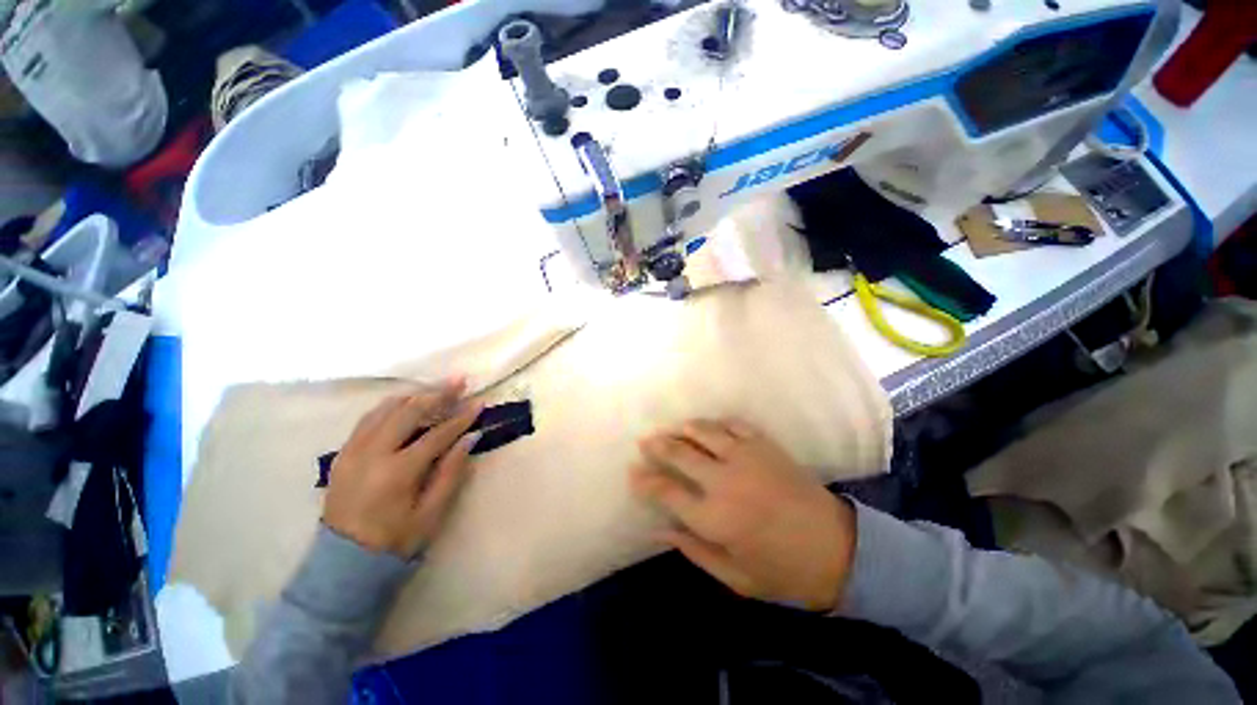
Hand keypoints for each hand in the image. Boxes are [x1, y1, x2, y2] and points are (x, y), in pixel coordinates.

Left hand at [323, 379, 482, 557]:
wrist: (342, 564)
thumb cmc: (395, 541)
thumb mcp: (431, 513)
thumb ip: (451, 472)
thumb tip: (470, 438)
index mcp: (397, 472)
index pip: (437, 434)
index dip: (461, 417)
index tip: (479, 403)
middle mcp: (372, 454)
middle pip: (409, 411)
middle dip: (438, 394)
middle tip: (459, 381)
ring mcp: (353, 451)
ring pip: (385, 409)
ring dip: (414, 395)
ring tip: (435, 388)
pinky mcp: (343, 454)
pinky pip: (367, 419)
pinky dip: (390, 406)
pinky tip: (404, 403)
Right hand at [630, 419, 856, 611]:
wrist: (839, 550)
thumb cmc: (783, 571)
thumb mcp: (734, 576)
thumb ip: (692, 550)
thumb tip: (657, 531)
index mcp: (714, 518)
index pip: (666, 492)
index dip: (645, 480)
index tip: (632, 472)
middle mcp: (724, 481)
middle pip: (679, 453)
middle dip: (657, 445)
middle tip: (644, 440)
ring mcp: (746, 458)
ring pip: (703, 431)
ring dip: (683, 429)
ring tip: (672, 430)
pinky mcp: (765, 446)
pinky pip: (733, 424)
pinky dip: (716, 423)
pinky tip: (709, 427)